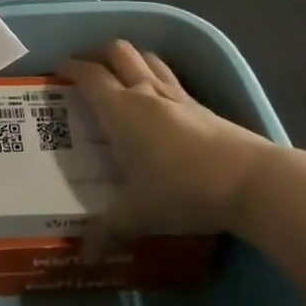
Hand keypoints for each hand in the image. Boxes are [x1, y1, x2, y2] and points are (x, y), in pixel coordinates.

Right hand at [58, 41, 277, 245]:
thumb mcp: (137, 214)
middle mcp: (145, 92)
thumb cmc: (181, 189)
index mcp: (120, 109)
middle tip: (85, 69)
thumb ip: (108, 230)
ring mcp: (177, 95)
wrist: (249, 181)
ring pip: (147, 58)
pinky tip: (157, 102)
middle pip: (118, 51)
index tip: (56, 72)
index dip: (69, 68)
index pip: (88, 74)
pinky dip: (157, 78)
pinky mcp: (203, 106)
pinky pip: (171, 78)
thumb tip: (85, 253)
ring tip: (120, 76)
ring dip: (130, 59)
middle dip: (97, 54)